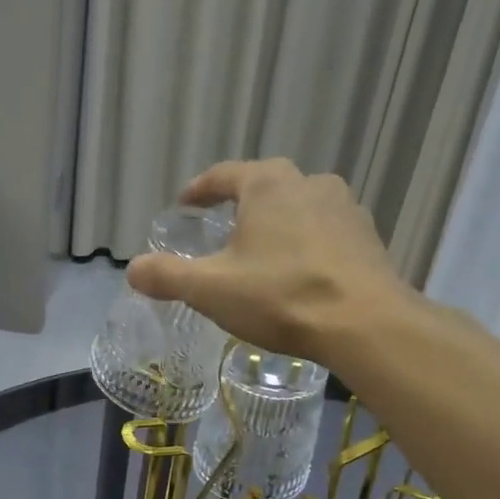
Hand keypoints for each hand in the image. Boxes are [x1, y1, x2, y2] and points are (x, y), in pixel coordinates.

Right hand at [125, 159, 410, 365]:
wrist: (365, 323)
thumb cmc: (280, 296)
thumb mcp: (210, 289)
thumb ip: (167, 276)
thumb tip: (132, 269)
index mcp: (267, 185)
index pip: (223, 175)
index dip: (199, 190)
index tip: (185, 204)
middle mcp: (309, 183)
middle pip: (264, 188)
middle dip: (240, 207)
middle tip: (221, 230)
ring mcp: (344, 208)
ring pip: (298, 209)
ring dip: (276, 226)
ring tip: (261, 254)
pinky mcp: (367, 238)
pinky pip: (324, 233)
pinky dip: (305, 246)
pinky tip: (299, 273)